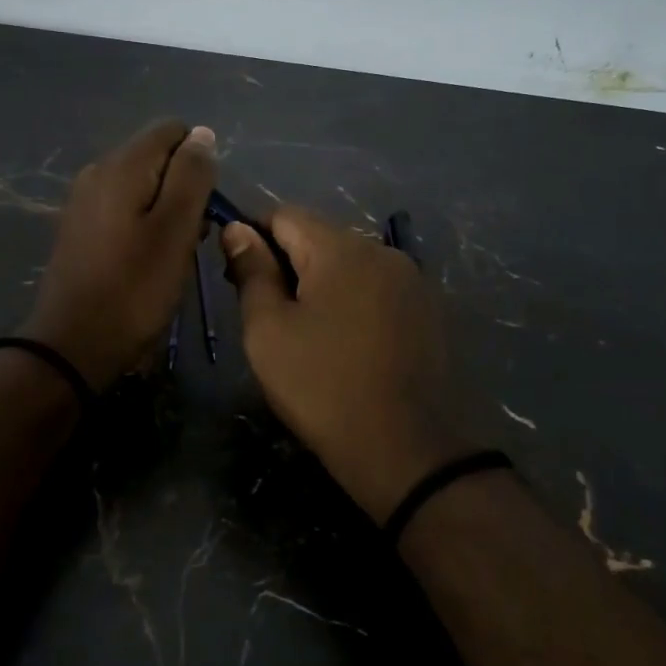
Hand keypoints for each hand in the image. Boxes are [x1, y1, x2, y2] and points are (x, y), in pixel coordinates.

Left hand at [20, 120, 216, 390]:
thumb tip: (202, 134)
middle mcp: (98, 170)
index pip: (172, 130)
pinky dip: (144, 223)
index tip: (206, 205)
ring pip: (142, 184)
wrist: (73, 344)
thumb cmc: (134, 288)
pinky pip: (123, 207)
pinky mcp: (80, 227)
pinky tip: (148, 259)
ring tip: (175, 253)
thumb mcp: (176, 230)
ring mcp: (84, 199)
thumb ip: (192, 176)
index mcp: (122, 164)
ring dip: (167, 209)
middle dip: (184, 187)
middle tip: (194, 236)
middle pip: (157, 156)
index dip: (199, 161)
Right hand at [222, 206, 462, 523]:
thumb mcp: (268, 331)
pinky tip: (345, 343)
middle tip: (267, 314)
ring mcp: (411, 280)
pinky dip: (352, 302)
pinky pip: (376, 288)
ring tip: (306, 334)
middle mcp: (382, 251)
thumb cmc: (323, 387)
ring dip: (320, 284)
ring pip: (349, 264)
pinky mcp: (427, 310)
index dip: (253, 237)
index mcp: (341, 249)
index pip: (284, 215)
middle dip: (287, 263)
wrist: (407, 450)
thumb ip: (251, 272)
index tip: (238, 278)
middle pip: (319, 237)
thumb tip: (238, 229)